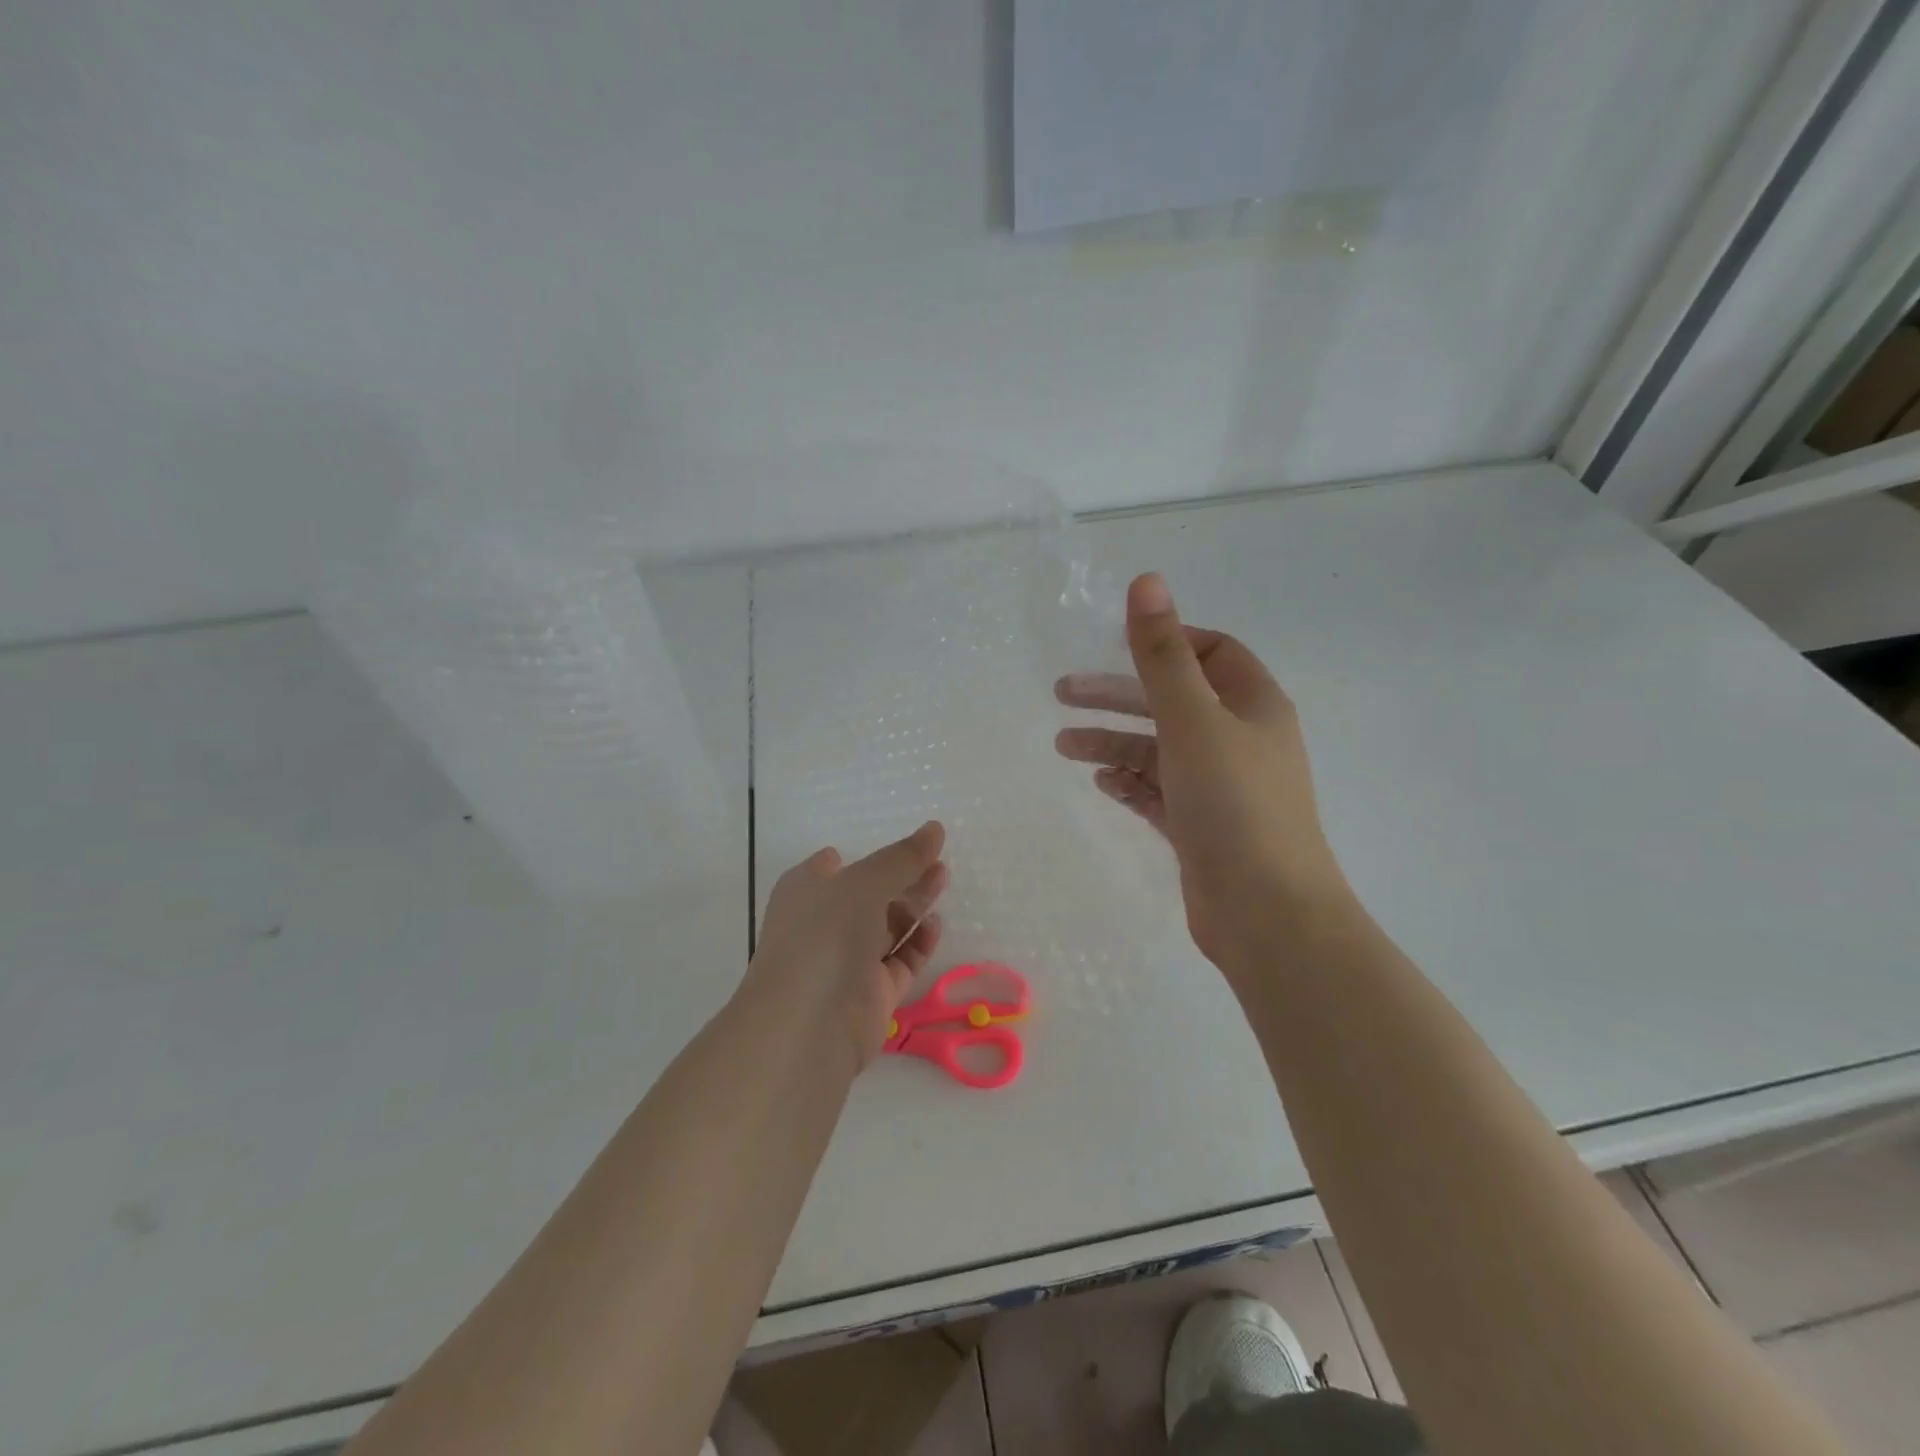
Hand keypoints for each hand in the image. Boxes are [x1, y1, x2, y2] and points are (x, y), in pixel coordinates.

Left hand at [744, 822, 948, 1067]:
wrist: (807, 1024)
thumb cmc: (825, 935)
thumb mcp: (864, 882)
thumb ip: (903, 857)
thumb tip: (935, 828)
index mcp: (806, 892)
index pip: (833, 866)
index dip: (865, 856)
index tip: (903, 846)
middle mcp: (824, 924)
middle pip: (868, 894)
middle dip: (902, 877)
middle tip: (938, 862)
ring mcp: (847, 962)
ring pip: (886, 927)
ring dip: (914, 905)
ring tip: (943, 880)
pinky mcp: (871, 994)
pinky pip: (899, 962)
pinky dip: (918, 943)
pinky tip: (936, 925)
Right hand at [1054, 573, 1351, 972]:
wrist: (1268, 914)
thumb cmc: (1234, 804)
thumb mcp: (1192, 719)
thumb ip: (1162, 654)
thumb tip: (1146, 581)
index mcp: (1253, 704)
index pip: (1212, 652)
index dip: (1167, 642)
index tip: (1115, 646)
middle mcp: (1240, 740)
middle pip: (1173, 701)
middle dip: (1119, 695)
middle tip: (1061, 694)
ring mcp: (1220, 787)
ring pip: (1159, 750)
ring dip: (1113, 741)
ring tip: (1062, 744)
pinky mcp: (1200, 827)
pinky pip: (1158, 791)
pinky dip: (1128, 781)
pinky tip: (1098, 779)